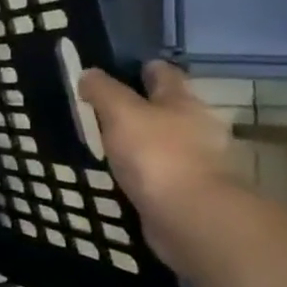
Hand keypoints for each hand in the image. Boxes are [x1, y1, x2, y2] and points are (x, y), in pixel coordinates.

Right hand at [79, 62, 235, 257]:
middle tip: (107, 108)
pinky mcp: (189, 191)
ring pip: (165, 140)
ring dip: (144, 140)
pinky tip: (125, 174)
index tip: (119, 69)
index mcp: (183, 101)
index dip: (143, 68)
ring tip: (110, 142)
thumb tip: (89, 73)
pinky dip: (146, 169)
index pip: (164, 74)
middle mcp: (197, 126)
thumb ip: (103, 91)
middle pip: (169, 107)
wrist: (192, 217)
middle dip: (144, 105)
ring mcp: (197, 161)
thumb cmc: (157, 155)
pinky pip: (162, 171)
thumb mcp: (121, 113)